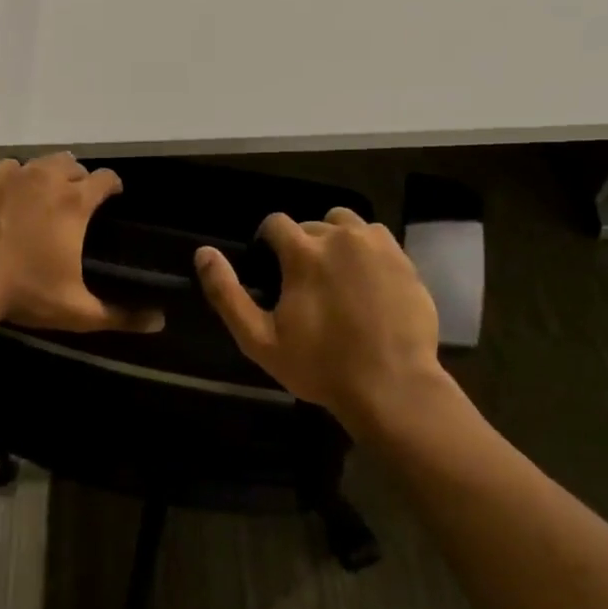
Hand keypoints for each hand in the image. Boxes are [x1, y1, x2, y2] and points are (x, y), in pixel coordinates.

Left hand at [0, 153, 163, 333]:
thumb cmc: (25, 293)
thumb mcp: (77, 311)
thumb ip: (120, 316)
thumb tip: (160, 323)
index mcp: (74, 202)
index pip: (105, 178)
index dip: (112, 185)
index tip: (113, 196)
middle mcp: (46, 179)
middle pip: (72, 164)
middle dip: (79, 178)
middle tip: (77, 200)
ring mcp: (12, 176)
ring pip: (40, 162)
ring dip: (48, 173)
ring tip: (45, 194)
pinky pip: (7, 167)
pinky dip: (15, 176)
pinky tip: (11, 194)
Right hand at [197, 208, 445, 429]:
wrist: (393, 386)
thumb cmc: (320, 366)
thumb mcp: (259, 340)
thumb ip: (227, 293)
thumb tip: (203, 253)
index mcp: (304, 252)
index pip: (275, 222)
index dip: (267, 243)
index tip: (270, 269)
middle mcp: (341, 236)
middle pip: (312, 223)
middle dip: (302, 245)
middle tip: (304, 283)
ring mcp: (377, 246)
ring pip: (347, 224)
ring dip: (335, 240)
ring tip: (335, 275)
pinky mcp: (404, 260)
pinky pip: (377, 239)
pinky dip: (366, 251)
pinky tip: (365, 282)